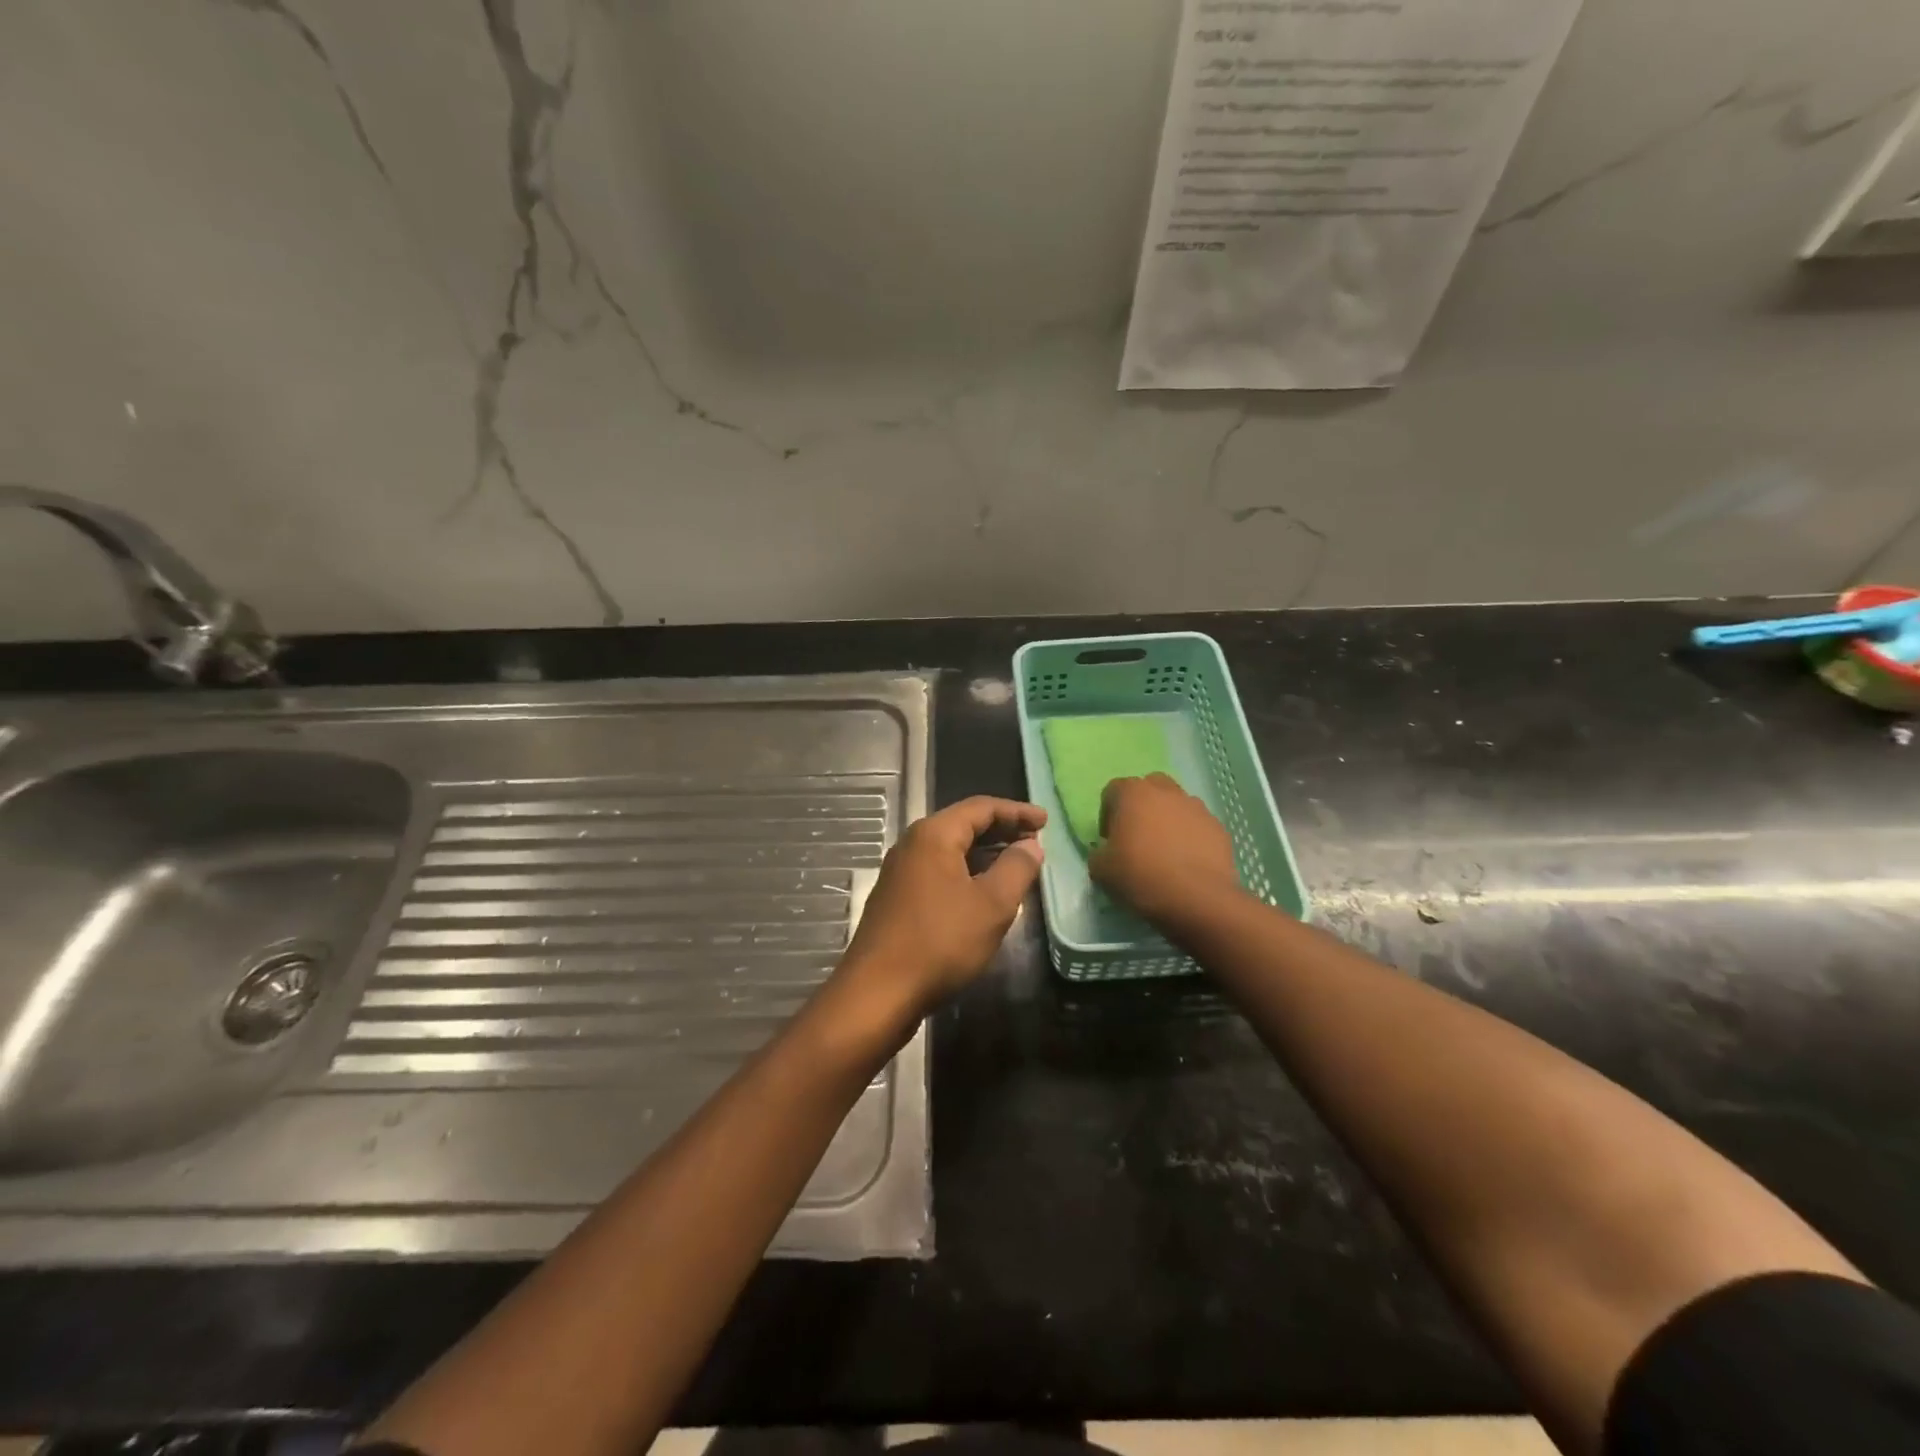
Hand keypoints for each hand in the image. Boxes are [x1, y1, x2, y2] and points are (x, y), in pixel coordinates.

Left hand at [839, 796, 1046, 1019]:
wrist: (878, 992)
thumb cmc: (940, 942)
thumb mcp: (992, 905)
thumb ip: (1017, 869)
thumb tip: (1031, 846)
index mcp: (934, 834)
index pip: (981, 807)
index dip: (1017, 812)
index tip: (1046, 822)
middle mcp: (912, 844)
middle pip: (963, 824)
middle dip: (1002, 830)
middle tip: (1035, 842)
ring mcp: (900, 872)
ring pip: (950, 850)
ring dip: (985, 853)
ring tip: (1016, 865)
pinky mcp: (897, 898)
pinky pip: (939, 871)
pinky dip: (966, 872)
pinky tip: (983, 893)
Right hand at [1089, 774, 1239, 927]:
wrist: (1196, 899)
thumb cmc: (1141, 876)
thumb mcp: (1100, 870)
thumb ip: (1099, 853)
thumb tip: (1107, 852)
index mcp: (1133, 793)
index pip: (1113, 790)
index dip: (1107, 814)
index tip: (1110, 839)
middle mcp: (1166, 792)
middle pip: (1150, 788)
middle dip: (1142, 807)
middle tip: (1137, 837)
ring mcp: (1197, 808)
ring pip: (1177, 805)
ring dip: (1168, 821)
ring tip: (1165, 852)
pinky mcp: (1219, 828)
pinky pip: (1198, 826)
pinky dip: (1191, 838)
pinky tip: (1186, 863)